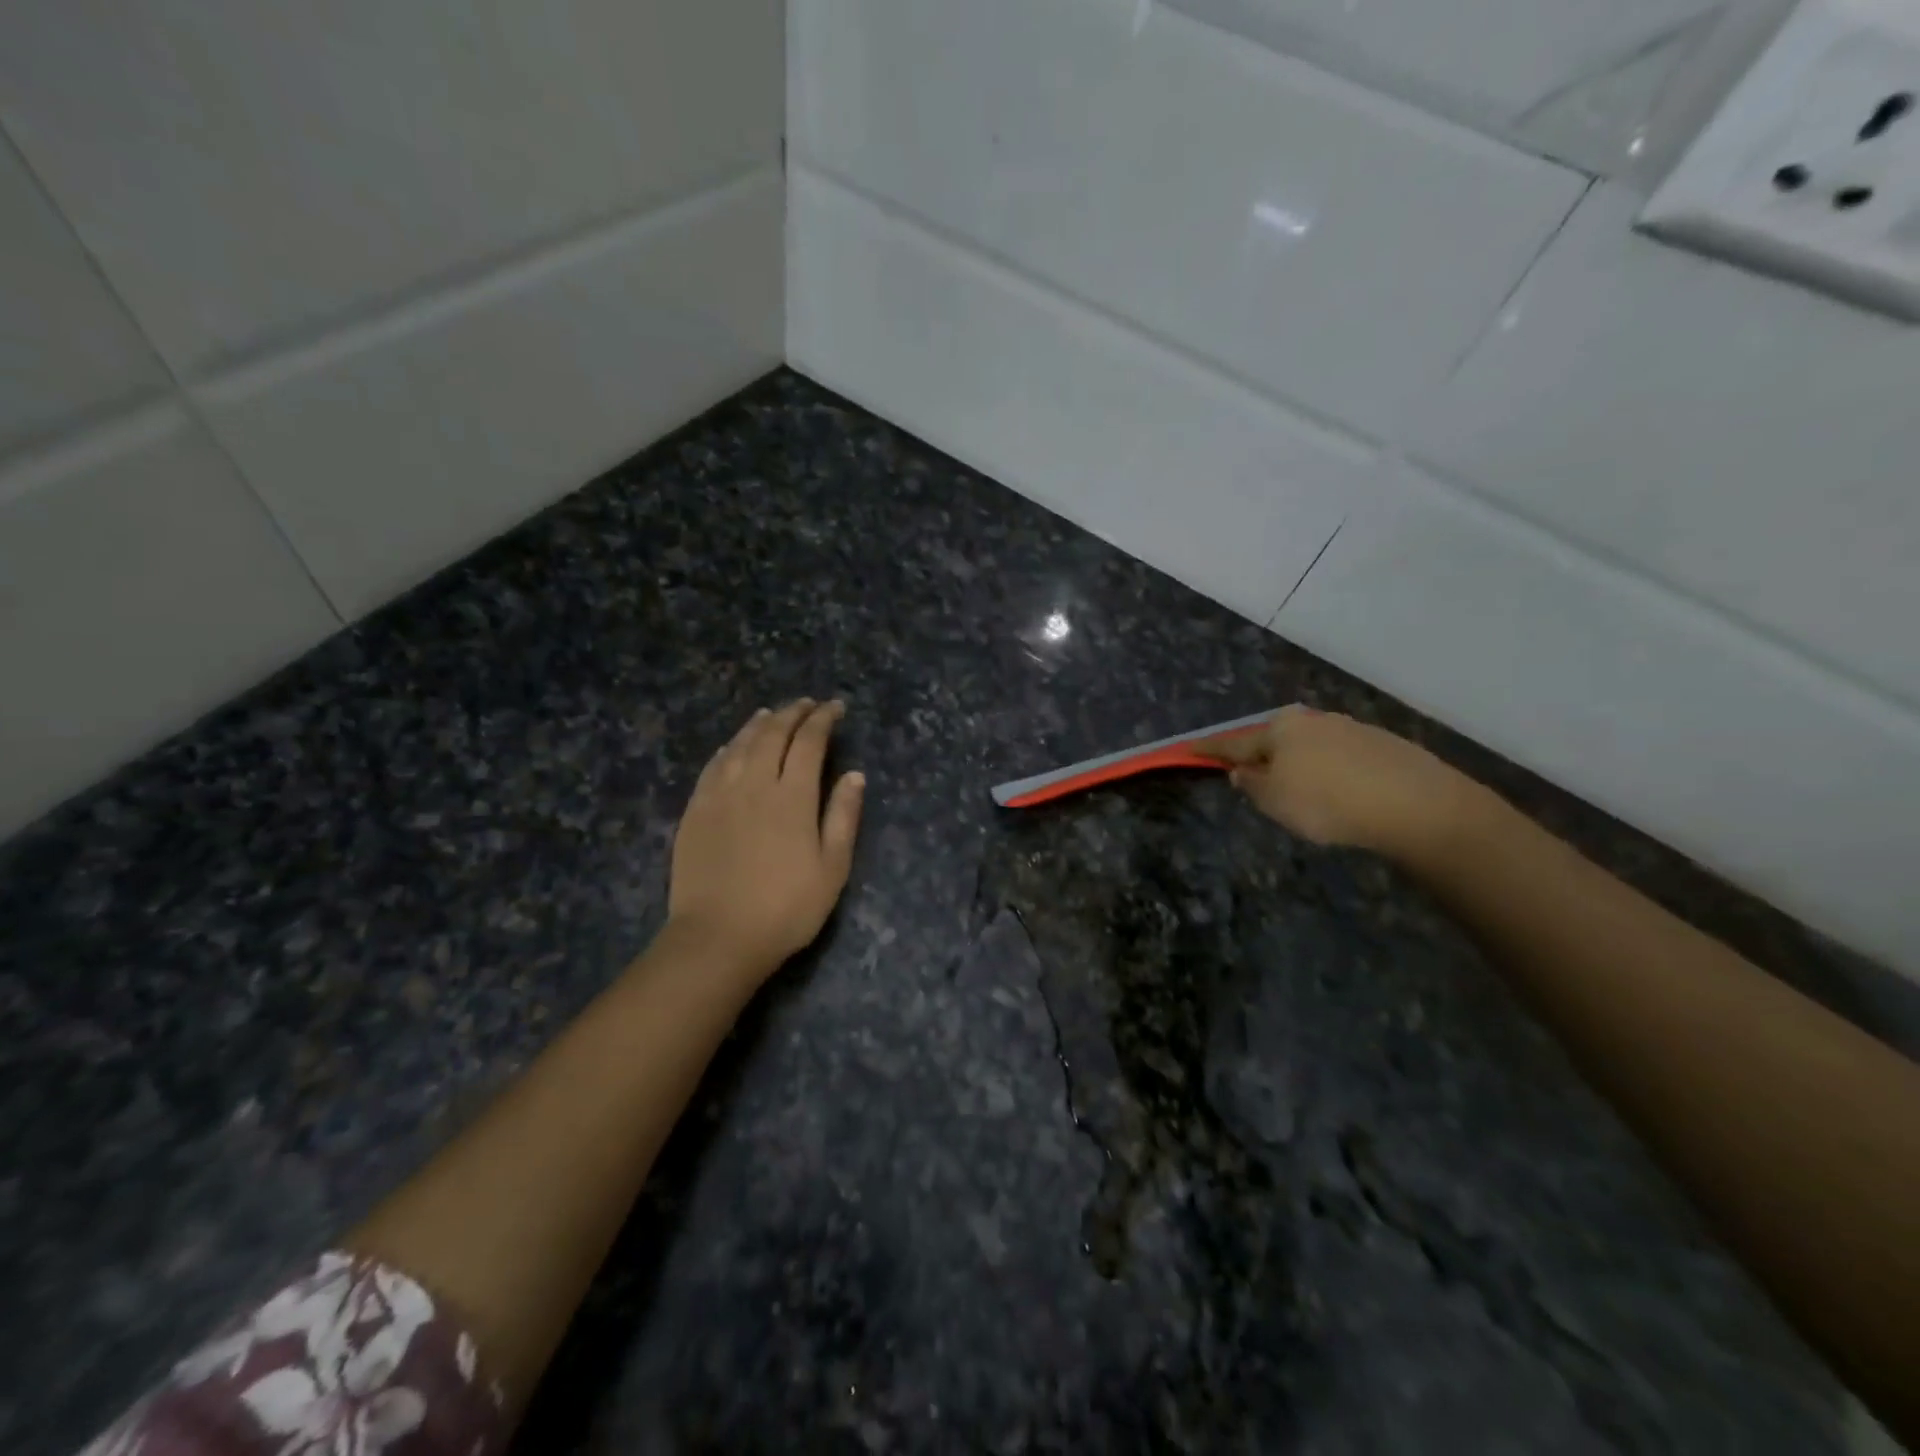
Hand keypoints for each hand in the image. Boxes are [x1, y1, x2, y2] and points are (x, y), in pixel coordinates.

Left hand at [667, 699, 864, 979]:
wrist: (718, 937)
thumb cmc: (786, 908)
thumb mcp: (832, 868)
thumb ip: (843, 816)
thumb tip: (855, 774)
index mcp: (792, 796)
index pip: (809, 742)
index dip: (823, 719)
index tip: (835, 707)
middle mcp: (754, 784)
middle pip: (773, 734)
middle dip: (793, 713)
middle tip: (806, 704)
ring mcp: (719, 795)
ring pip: (740, 744)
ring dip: (759, 724)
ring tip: (772, 713)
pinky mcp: (695, 811)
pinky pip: (713, 766)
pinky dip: (729, 748)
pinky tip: (734, 746)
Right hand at [1195, 706, 1486, 858]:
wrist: (1416, 804)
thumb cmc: (1327, 802)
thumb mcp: (1273, 801)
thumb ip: (1250, 784)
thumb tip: (1242, 771)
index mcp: (1279, 729)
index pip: (1234, 742)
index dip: (1210, 750)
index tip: (1189, 748)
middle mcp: (1313, 720)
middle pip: (1276, 740)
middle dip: (1264, 758)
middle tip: (1256, 781)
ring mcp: (1351, 728)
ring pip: (1311, 748)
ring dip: (1300, 766)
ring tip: (1304, 795)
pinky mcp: (1383, 745)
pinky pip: (1342, 758)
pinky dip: (1332, 773)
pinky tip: (1341, 794)